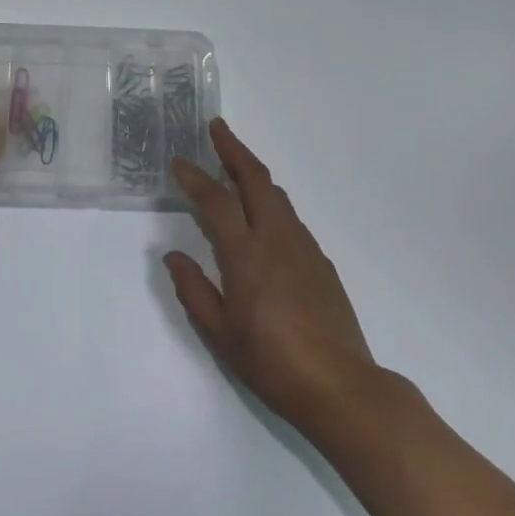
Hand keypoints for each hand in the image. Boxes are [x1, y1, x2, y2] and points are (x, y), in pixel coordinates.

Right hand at [167, 119, 377, 429]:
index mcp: (246, 255)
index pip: (216, 202)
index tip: (180, 161)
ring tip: (235, 163)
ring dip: (253, 171)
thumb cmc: (273, 364)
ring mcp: (303, 247)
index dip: (195, 177)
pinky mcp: (321, 261)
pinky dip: (270, 199)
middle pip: (255, 179)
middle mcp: (276, 239)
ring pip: (276, 194)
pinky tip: (263, 213)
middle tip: (217, 128)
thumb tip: (173, 256)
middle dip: (234, 149)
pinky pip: (290, 216)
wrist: (341, 387)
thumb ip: (194, 290)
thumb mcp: (221, 334)